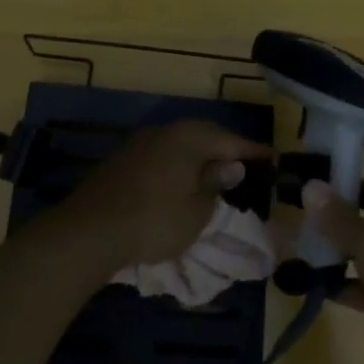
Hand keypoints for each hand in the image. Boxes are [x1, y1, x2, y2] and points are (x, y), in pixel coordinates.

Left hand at [44, 119, 271, 269]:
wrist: (90, 231)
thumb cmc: (155, 220)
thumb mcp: (197, 210)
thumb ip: (215, 184)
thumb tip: (230, 166)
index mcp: (189, 137)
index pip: (230, 141)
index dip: (253, 151)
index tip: (273, 158)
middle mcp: (164, 132)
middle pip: (203, 136)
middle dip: (225, 149)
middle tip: (244, 163)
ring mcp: (139, 144)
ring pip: (179, 145)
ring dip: (198, 157)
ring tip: (214, 173)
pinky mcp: (121, 161)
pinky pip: (161, 157)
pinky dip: (177, 166)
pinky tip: (180, 182)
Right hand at [303, 122, 363, 363]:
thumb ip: (338, 218)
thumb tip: (309, 186)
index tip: (338, 132)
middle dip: (330, 192)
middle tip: (289, 193)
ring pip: (356, 236)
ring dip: (327, 237)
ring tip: (288, 236)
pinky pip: (355, 278)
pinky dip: (333, 279)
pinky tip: (302, 281)